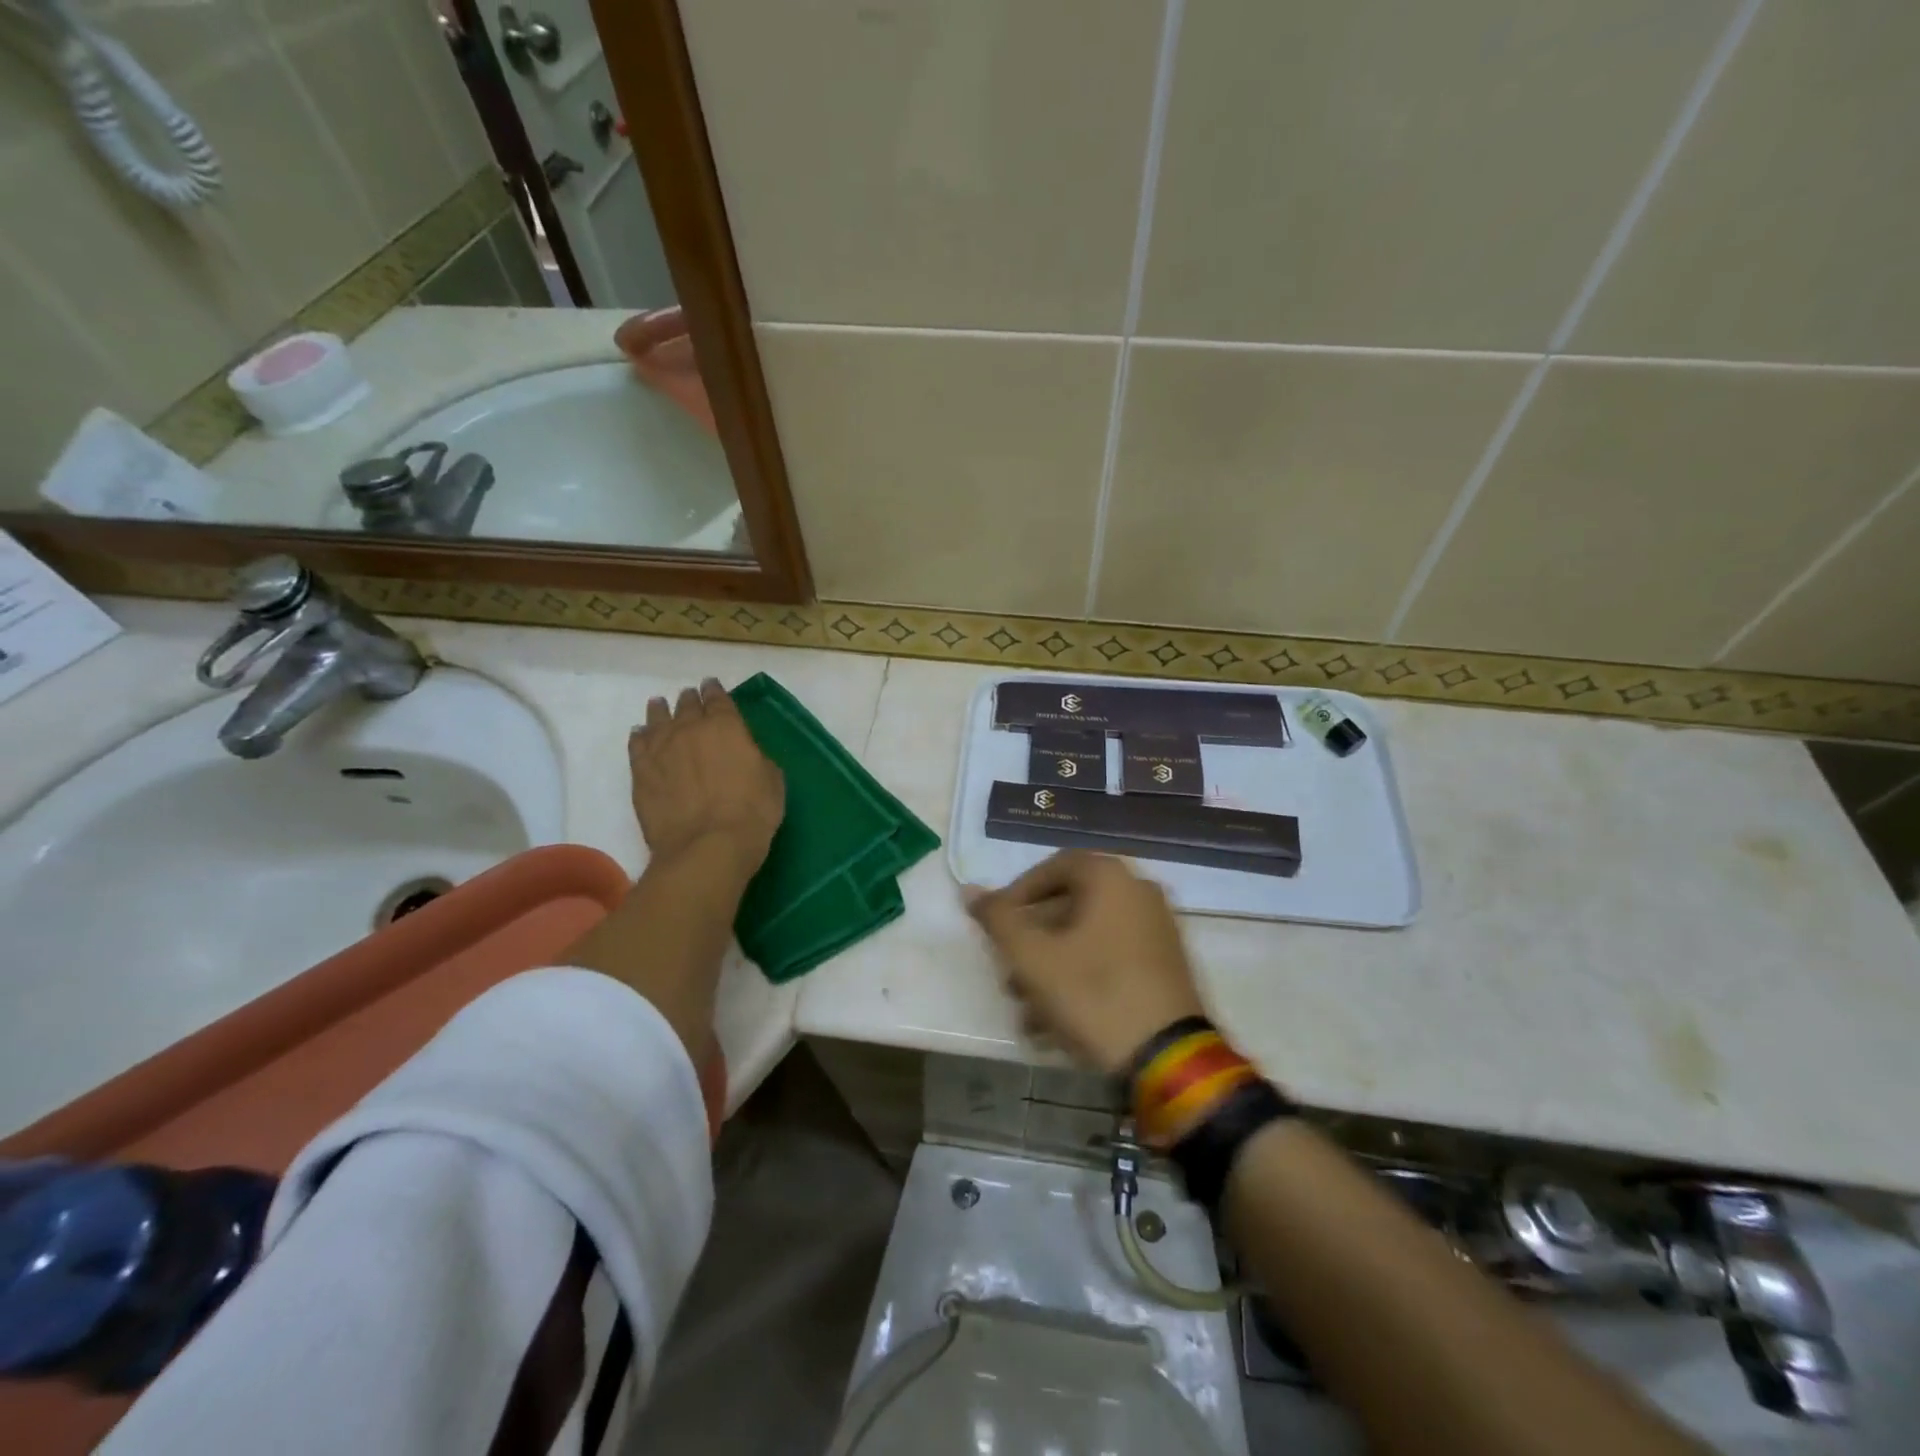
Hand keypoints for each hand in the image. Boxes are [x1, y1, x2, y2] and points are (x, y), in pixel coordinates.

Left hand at [631, 679, 784, 878]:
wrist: (707, 845)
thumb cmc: (752, 812)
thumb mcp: (772, 780)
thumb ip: (756, 757)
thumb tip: (746, 753)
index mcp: (726, 726)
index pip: (718, 699)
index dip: (715, 691)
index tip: (711, 686)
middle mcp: (690, 729)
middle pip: (686, 706)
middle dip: (689, 700)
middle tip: (689, 698)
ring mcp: (661, 749)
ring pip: (657, 719)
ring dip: (660, 711)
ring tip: (659, 705)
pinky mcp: (640, 772)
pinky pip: (637, 745)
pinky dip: (640, 736)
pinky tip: (640, 734)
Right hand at [966, 851, 1205, 1074]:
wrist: (1168, 1059)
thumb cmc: (1093, 994)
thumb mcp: (1033, 957)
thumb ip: (998, 919)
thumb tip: (970, 890)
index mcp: (1111, 879)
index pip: (1053, 867)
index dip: (1018, 893)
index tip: (997, 926)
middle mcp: (1139, 893)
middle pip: (1070, 907)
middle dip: (1032, 943)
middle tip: (1008, 977)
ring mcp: (1157, 930)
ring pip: (1088, 939)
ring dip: (1052, 970)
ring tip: (1027, 1013)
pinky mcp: (1166, 965)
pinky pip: (1112, 959)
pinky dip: (1081, 980)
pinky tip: (1057, 1025)